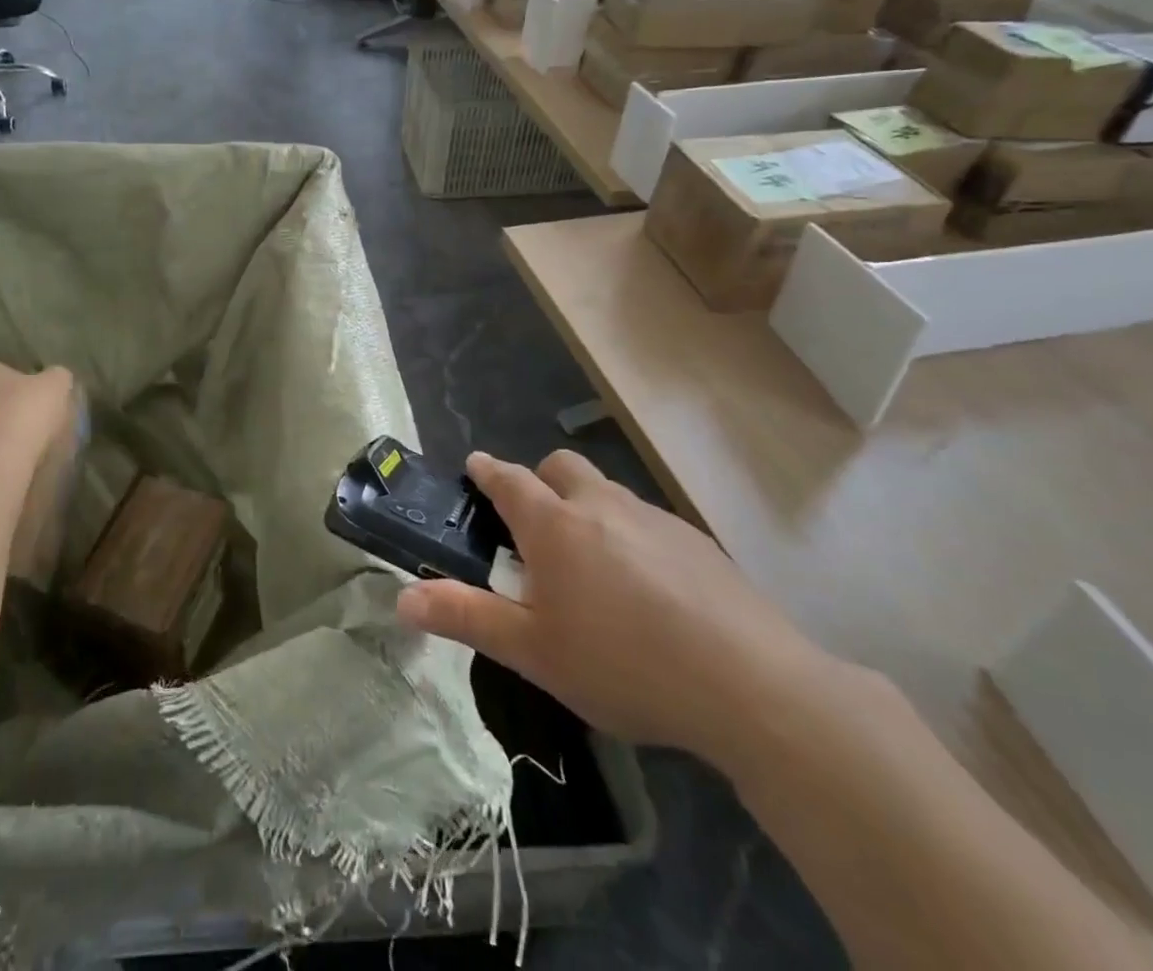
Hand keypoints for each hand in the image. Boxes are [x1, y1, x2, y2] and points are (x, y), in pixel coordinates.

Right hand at [397, 451, 835, 770]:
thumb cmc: (623, 664)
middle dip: (540, 481)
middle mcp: (601, 504)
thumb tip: (402, 598)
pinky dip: (630, 535)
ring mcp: (654, 518)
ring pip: (607, 492)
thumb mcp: (533, 651)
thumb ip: (466, 618)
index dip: (487, 471)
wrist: (750, 686)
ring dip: (587, 509)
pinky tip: (647, 591)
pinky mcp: (697, 541)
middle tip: (536, 529)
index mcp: (555, 524)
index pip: (509, 479)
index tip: (475, 466)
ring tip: (591, 566)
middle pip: (561, 467)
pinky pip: (647, 521)